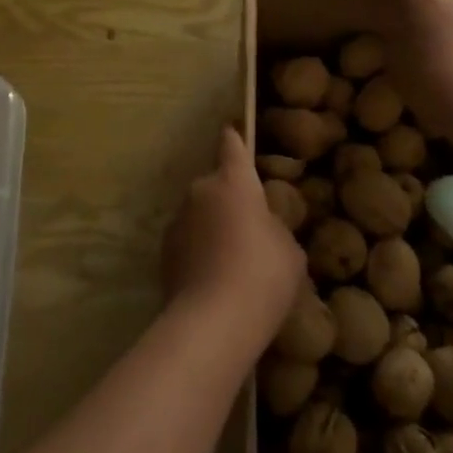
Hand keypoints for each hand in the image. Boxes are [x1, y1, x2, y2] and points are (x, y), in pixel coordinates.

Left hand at [161, 126, 306, 350]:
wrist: (213, 322)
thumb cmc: (263, 275)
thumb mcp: (288, 249)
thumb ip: (273, 227)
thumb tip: (260, 228)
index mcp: (234, 181)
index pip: (232, 147)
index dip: (235, 139)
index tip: (231, 130)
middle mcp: (200, 191)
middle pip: (215, 186)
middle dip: (228, 200)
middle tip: (248, 230)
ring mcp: (177, 221)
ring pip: (199, 215)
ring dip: (211, 227)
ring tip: (231, 262)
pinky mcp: (163, 253)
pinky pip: (188, 242)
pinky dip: (198, 252)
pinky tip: (213, 280)